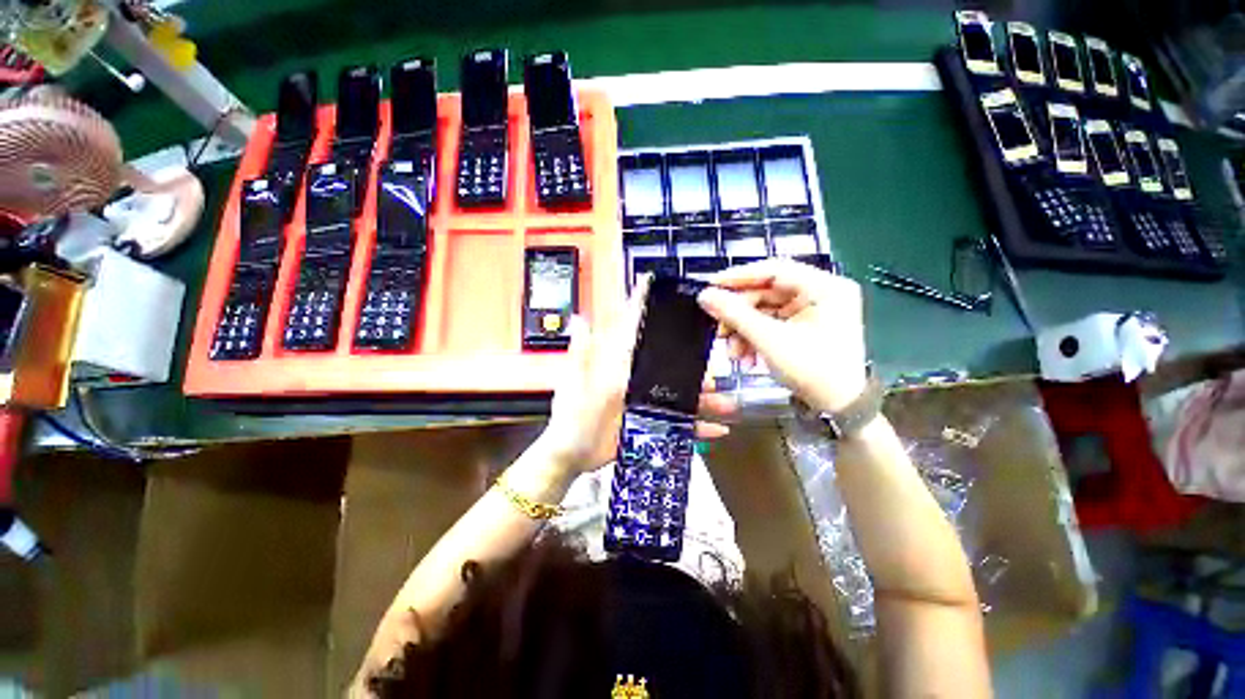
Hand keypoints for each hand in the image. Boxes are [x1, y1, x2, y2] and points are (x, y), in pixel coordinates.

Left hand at [537, 275, 735, 472]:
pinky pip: (678, 424)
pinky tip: (716, 430)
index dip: (641, 307)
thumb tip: (580, 318)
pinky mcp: (650, 424)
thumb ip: (580, 354)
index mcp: (618, 367)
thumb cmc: (570, 418)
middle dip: (693, 367)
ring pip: (680, 396)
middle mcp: (635, 380)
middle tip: (713, 372)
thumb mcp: (574, 384)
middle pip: (669, 367)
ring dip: (704, 399)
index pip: (633, 333)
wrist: (571, 454)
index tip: (651, 283)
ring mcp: (645, 403)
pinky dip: (697, 427)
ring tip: (726, 403)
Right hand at [698, 259, 867, 413]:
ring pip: (764, 310)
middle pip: (766, 292)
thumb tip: (705, 295)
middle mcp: (820, 292)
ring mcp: (812, 309)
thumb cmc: (813, 371)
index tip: (711, 286)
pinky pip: (771, 322)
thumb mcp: (770, 341)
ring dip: (744, 330)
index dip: (739, 277)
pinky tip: (744, 356)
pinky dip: (754, 337)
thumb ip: (735, 315)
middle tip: (717, 329)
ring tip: (732, 352)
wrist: (840, 407)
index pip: (774, 270)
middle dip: (739, 314)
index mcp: (824, 287)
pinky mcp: (803, 324)